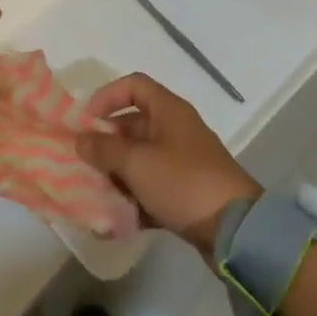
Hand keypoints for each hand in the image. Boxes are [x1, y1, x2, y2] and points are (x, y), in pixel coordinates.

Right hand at [78, 74, 262, 255]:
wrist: (236, 229)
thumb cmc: (182, 182)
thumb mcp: (136, 163)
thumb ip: (103, 149)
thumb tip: (80, 140)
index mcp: (168, 110)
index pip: (133, 86)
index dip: (106, 96)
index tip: (86, 120)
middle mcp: (176, 130)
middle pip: (133, 125)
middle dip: (106, 143)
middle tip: (84, 161)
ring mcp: (183, 162)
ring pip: (140, 159)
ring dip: (117, 173)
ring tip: (97, 191)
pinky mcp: (187, 191)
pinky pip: (153, 186)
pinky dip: (135, 197)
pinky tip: (117, 217)